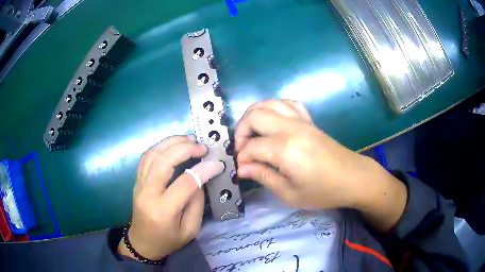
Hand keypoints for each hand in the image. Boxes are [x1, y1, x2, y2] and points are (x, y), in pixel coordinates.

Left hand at [118, 135, 224, 259]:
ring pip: (152, 154)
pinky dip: (161, 147)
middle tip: (202, 147)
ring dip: (171, 142)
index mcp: (163, 211)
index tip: (217, 164)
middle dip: (185, 149)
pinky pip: (146, 157)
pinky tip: (173, 145)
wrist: (143, 242)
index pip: (184, 183)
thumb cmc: (168, 240)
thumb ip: (197, 203)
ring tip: (189, 139)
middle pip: (163, 161)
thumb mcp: (190, 229)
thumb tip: (200, 177)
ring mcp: (139, 184)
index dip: (203, 170)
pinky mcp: (137, 180)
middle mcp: (147, 193)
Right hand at [235, 100, 406, 230]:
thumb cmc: (323, 191)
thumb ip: (264, 176)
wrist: (353, 178)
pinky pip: (288, 103)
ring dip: (254, 116)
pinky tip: (273, 122)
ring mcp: (302, 121)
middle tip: (242, 150)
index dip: (241, 158)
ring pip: (268, 103)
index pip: (251, 147)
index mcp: (285, 149)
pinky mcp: (309, 120)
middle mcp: (291, 128)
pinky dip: (274, 108)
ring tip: (252, 134)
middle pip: (255, 116)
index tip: (241, 169)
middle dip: (241, 131)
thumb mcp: (290, 193)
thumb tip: (241, 168)